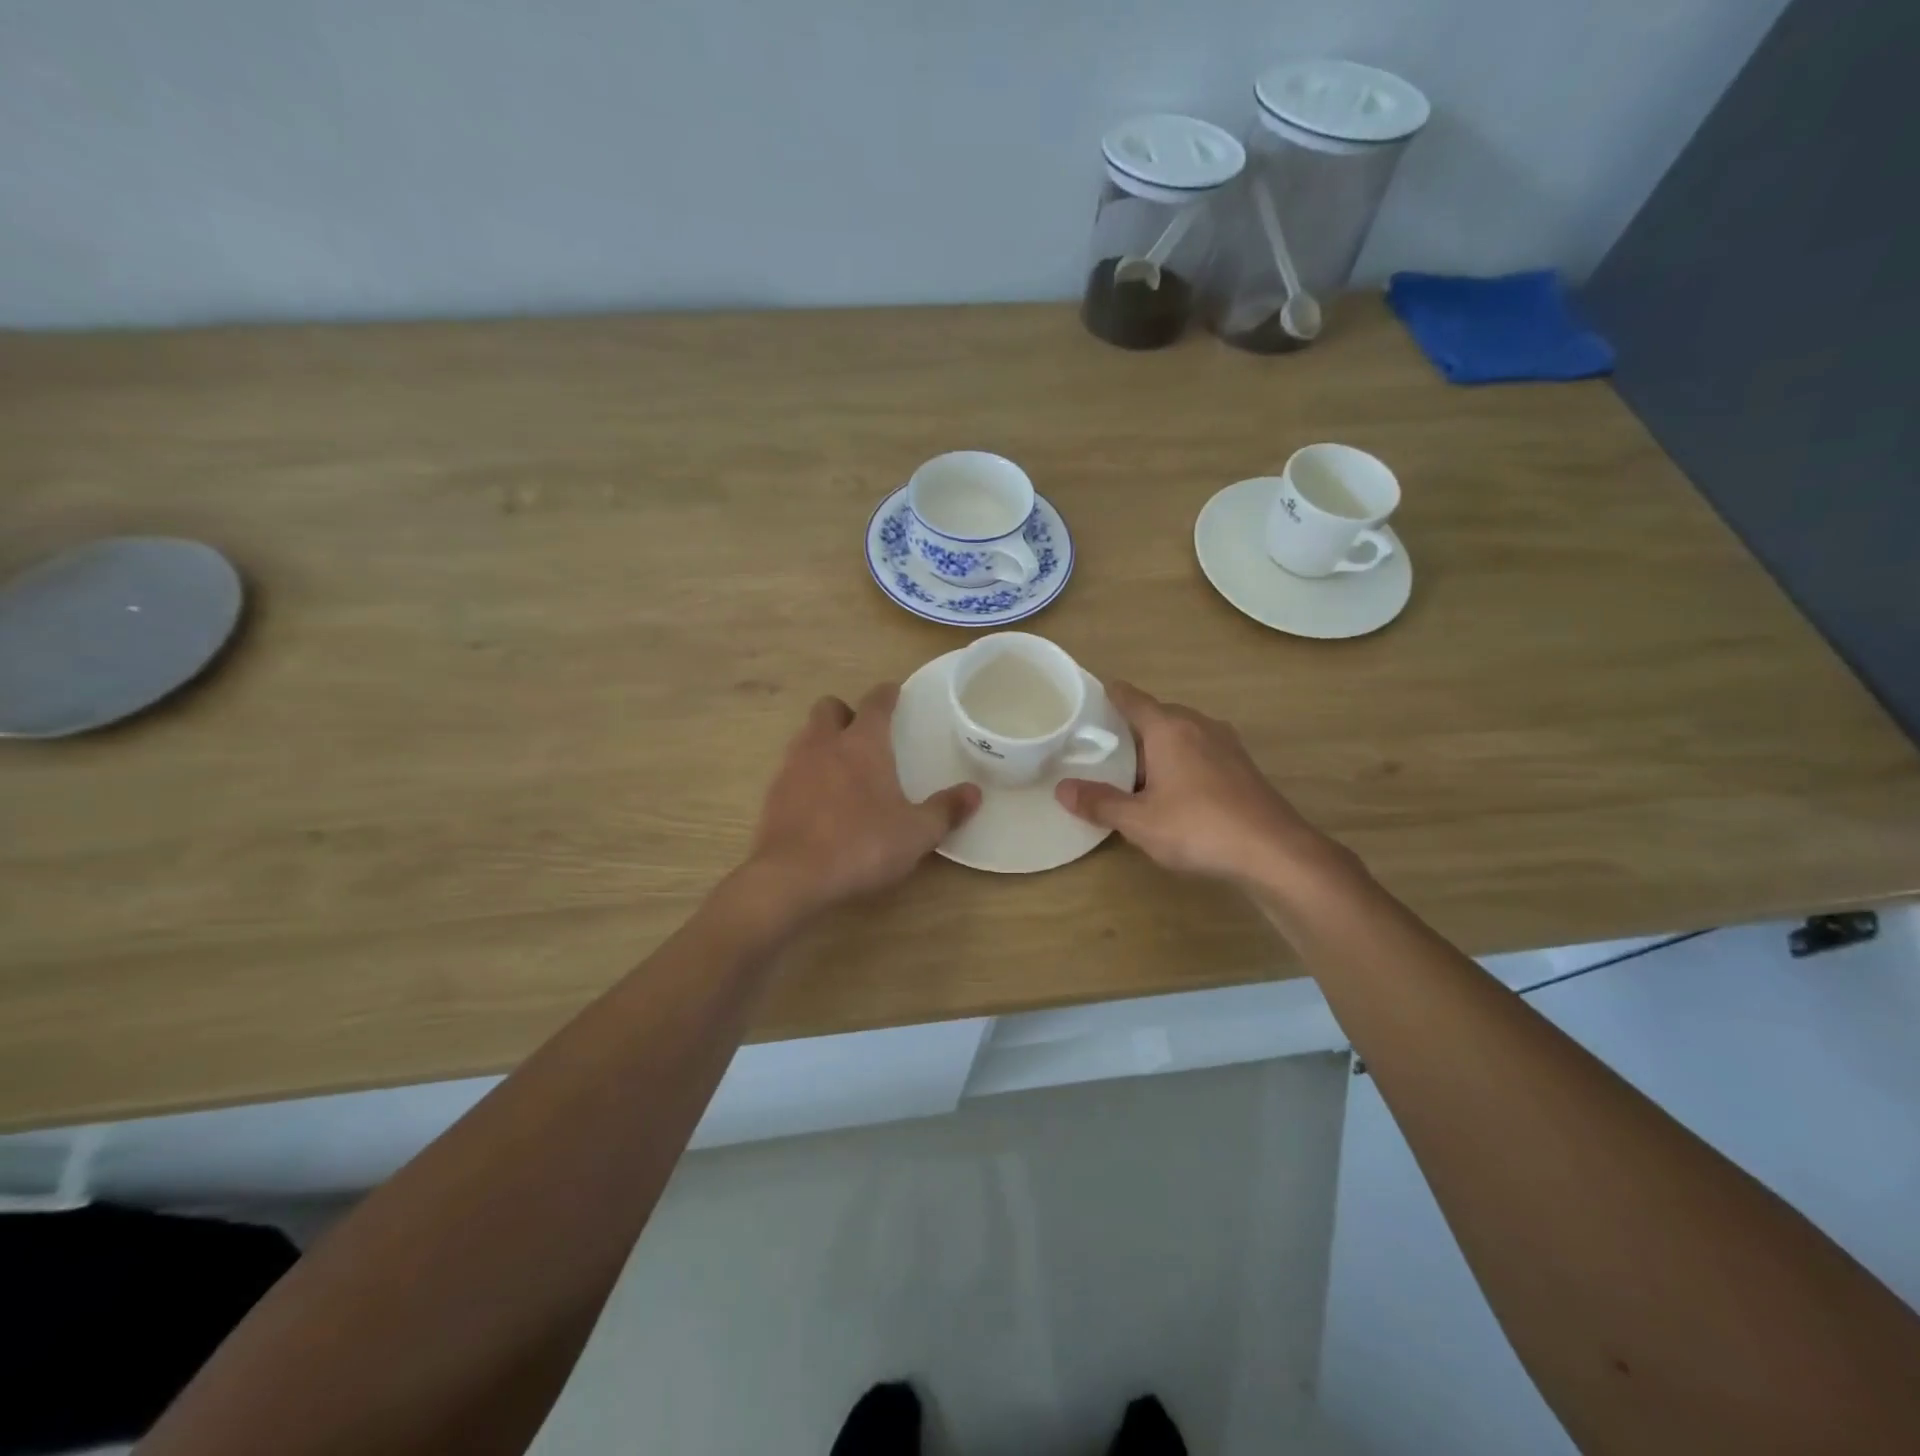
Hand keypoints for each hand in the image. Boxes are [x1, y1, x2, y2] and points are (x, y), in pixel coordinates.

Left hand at [746, 685, 978, 916]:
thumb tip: (974, 793)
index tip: (893, 692)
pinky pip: (792, 769)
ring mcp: (793, 767)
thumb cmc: (862, 845)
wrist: (792, 876)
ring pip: (806, 736)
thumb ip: (945, 810)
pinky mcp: (773, 794)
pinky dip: (807, 774)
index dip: (886, 694)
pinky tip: (820, 800)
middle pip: (829, 708)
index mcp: (862, 744)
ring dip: (823, 742)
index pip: (875, 703)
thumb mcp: (916, 833)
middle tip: (863, 734)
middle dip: (845, 713)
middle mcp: (824, 744)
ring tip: (842, 768)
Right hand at [1055, 681, 1348, 890]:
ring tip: (1136, 768)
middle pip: (1159, 714)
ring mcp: (1226, 744)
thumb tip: (1062, 789)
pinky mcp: (1243, 766)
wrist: (1274, 851)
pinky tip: (1175, 787)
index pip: (1133, 699)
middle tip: (1105, 744)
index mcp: (1169, 728)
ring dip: (1160, 744)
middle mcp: (1199, 726)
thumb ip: (1100, 803)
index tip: (1094, 694)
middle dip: (1133, 726)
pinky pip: (1202, 750)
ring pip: (1183, 733)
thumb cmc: (1199, 827)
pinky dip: (1182, 759)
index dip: (1111, 695)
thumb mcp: (1139, 821)